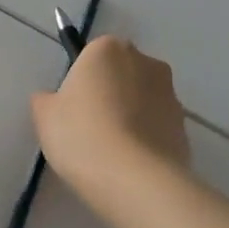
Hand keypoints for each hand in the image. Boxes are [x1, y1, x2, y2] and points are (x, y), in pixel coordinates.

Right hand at [32, 37, 189, 204]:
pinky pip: (156, 126)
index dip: (79, 83)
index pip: (91, 56)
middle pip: (120, 74)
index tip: (71, 109)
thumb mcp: (44, 116)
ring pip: (142, 100)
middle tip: (87, 128)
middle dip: (108, 94)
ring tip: (110, 152)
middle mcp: (145, 62)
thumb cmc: (81, 135)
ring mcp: (170, 94)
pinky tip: (129, 164)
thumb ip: (46, 100)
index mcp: (108, 49)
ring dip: (130, 116)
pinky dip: (145, 138)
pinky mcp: (183, 126)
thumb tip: (53, 100)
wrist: (133, 178)